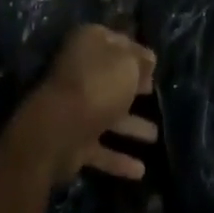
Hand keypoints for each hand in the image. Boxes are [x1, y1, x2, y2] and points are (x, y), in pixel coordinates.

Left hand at [24, 24, 156, 185]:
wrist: (58, 130)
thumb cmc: (97, 85)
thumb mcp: (127, 63)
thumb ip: (140, 60)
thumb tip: (148, 59)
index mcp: (90, 44)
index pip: (118, 41)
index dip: (137, 51)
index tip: (154, 63)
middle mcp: (81, 73)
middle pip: (113, 78)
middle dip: (134, 87)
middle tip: (154, 92)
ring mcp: (77, 110)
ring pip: (110, 115)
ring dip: (132, 126)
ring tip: (155, 136)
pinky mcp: (74, 143)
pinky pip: (102, 149)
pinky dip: (119, 159)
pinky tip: (141, 171)